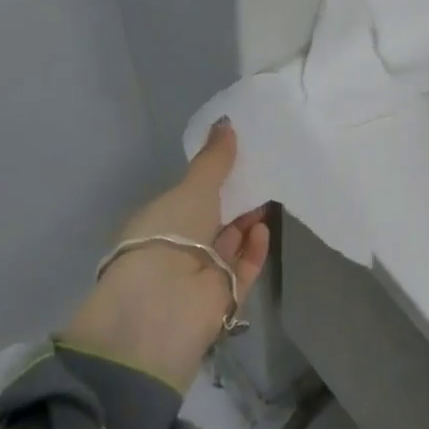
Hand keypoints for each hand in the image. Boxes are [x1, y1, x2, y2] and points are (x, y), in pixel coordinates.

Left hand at [64, 119, 270, 392]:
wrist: (164, 305)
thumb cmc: (168, 235)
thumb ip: (214, 160)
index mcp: (158, 223)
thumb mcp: (191, 189)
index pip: (188, 199)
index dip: (211, 182)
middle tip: (262, 175)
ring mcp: (201, 275)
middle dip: (235, 201)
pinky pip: (244, 267)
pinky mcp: (225, 297)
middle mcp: (178, 249)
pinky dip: (255, 248)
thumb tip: (227, 123)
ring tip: (269, 197)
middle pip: (213, 221)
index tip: (237, 161)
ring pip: (230, 244)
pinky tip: (264, 227)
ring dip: (248, 222)